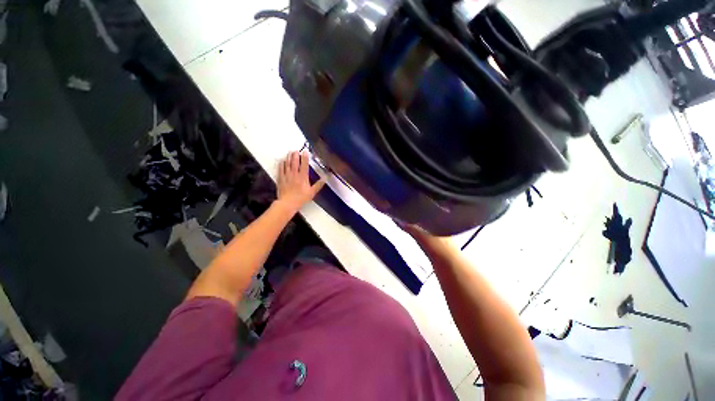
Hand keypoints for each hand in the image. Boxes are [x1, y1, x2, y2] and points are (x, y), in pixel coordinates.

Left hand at [276, 151, 325, 212]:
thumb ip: (318, 184)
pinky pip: (281, 169)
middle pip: (295, 162)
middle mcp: (294, 174)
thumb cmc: (301, 198)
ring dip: (289, 157)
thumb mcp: (312, 192)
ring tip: (290, 152)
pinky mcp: (281, 179)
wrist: (288, 203)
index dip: (305, 157)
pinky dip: (281, 164)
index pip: (304, 164)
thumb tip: (325, 178)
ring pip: (287, 164)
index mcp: (303, 177)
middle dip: (295, 155)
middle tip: (296, 150)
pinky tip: (282, 161)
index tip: (305, 151)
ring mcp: (287, 176)